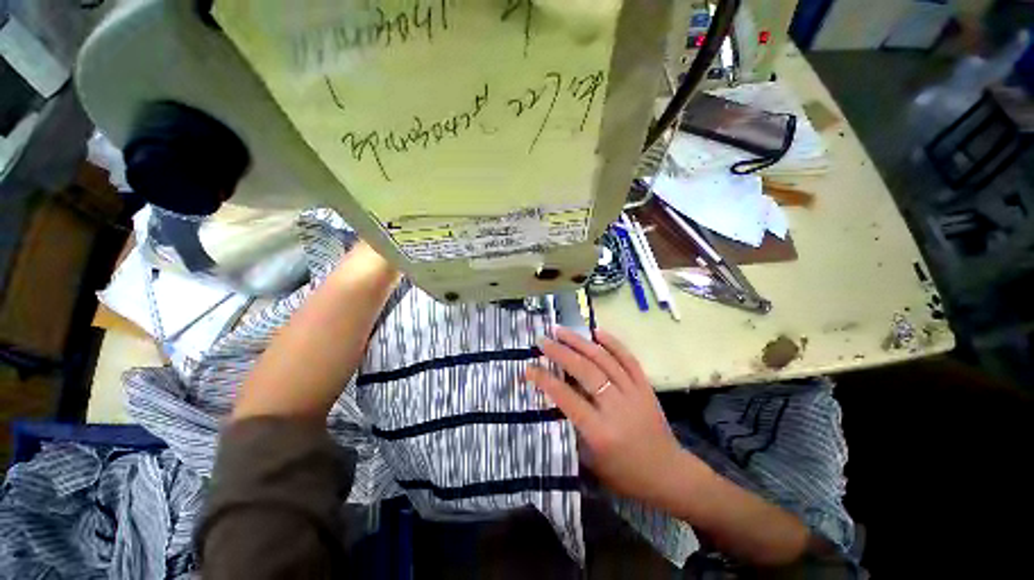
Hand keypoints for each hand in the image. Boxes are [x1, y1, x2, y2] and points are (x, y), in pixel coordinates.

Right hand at [525, 327, 700, 504]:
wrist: (669, 474)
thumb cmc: (625, 475)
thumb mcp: (591, 461)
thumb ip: (573, 427)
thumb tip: (555, 396)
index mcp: (600, 431)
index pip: (566, 398)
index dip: (545, 380)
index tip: (529, 367)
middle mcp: (616, 407)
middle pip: (585, 371)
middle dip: (560, 353)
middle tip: (543, 340)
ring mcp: (634, 393)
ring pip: (604, 360)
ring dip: (580, 342)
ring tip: (561, 330)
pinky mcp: (646, 387)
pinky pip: (628, 359)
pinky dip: (612, 343)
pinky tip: (597, 332)